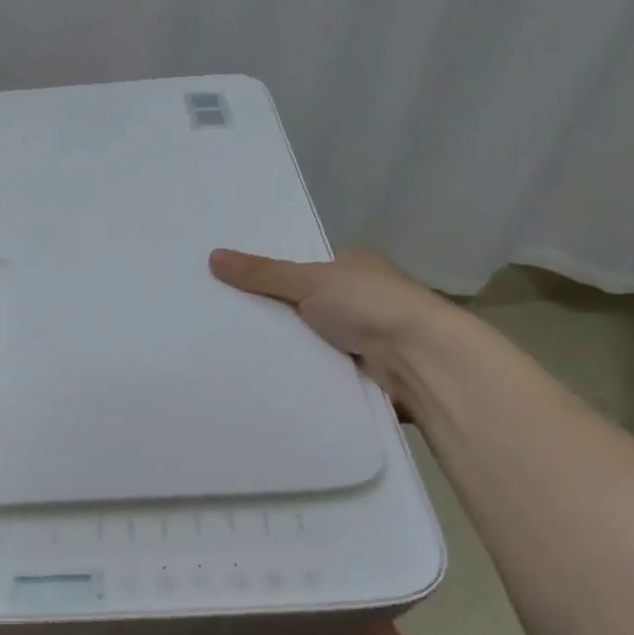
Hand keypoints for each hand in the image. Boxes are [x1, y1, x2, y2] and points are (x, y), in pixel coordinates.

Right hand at [208, 248, 458, 416]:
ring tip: (235, 353)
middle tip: (226, 324)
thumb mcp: (309, 281)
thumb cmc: (370, 305)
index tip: (233, 290)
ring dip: (289, 348)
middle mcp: (362, 300)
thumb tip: (212, 256)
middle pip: (305, 307)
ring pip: (312, 341)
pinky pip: (321, 370)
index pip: (305, 271)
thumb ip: (262, 273)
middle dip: (276, 317)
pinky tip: (269, 378)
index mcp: (355, 268)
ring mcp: (366, 337)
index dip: (273, 279)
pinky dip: (302, 373)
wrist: (421, 360)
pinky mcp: (363, 373)